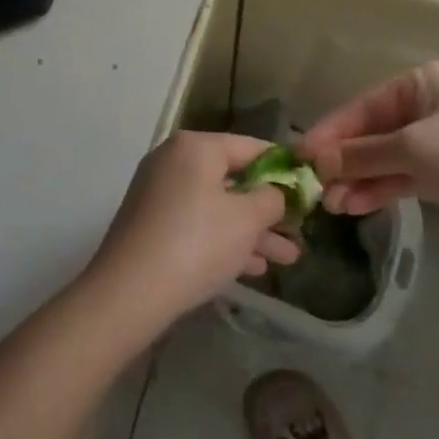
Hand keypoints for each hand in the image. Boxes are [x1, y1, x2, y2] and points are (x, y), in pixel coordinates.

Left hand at [85, 132, 301, 337]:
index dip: (283, 167)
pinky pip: (197, 223)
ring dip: (252, 231)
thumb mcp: (247, 219)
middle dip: (269, 209)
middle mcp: (174, 160)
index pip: (251, 147)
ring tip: (288, 258)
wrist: (130, 291)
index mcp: (196, 147)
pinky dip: (224, 240)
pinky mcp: (151, 223)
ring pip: (217, 206)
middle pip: (233, 179)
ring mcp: (159, 192)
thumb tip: (275, 194)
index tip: (308, 186)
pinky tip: (254, 268)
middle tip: (299, 230)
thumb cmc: (197, 242)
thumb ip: (271, 199)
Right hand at [298, 59, 438, 249]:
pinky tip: (356, 205)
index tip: (299, 156)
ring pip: (389, 155)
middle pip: (374, 130)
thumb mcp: (414, 151)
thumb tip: (316, 161)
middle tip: (314, 187)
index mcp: (423, 81)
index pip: (363, 105)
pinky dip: (384, 187)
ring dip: (360, 178)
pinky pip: (408, 173)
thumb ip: (362, 155)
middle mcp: (431, 103)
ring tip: (331, 205)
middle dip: (345, 160)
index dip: (330, 132)